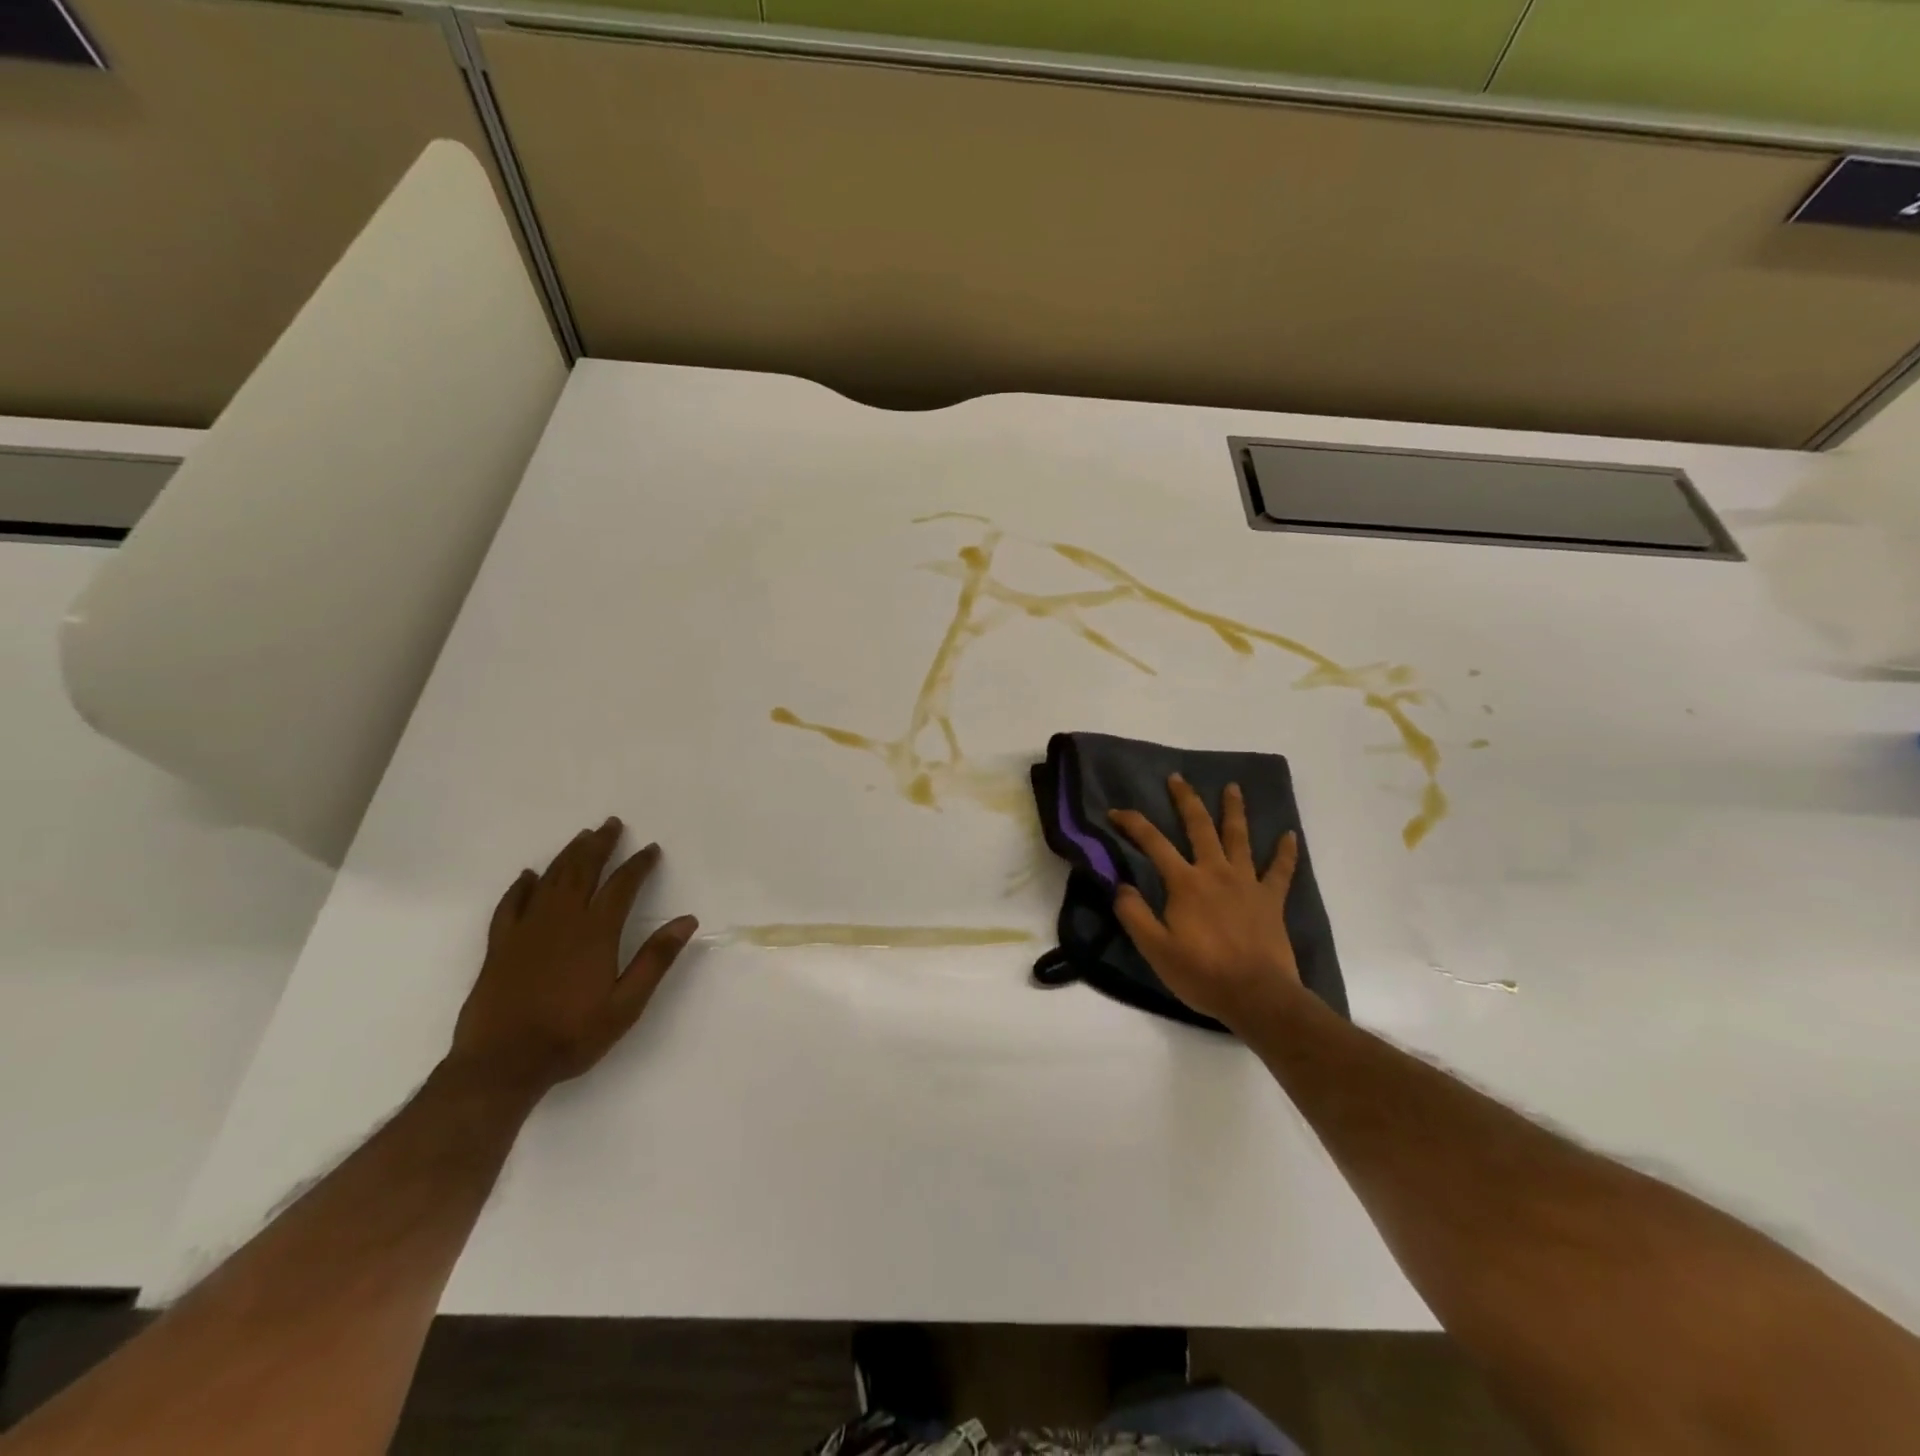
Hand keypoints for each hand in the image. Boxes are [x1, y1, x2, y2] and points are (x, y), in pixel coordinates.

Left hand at [448, 817, 697, 1096]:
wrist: (502, 1064)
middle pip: (583, 871)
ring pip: (550, 880)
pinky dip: (521, 886)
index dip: (638, 865)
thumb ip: (655, 959)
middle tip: (611, 824)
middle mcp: (561, 921)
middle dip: (600, 845)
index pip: (622, 886)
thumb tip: (686, 920)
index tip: (650, 849)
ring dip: (568, 855)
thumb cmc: (572, 1035)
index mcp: (596, 932)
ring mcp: (527, 930)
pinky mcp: (500, 945)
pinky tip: (528, 876)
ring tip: (582, 836)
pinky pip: (510, 905)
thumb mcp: (626, 1005)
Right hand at [1108, 776, 1305, 1030]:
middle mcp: (1215, 872)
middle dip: (1186, 800)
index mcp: (1185, 883)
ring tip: (1233, 787)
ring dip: (1234, 810)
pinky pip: (1281, 871)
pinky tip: (1290, 835)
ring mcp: (1247, 883)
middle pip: (1199, 827)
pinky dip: (1286, 852)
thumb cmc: (1201, 974)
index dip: (1132, 823)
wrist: (1257, 996)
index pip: (1153, 843)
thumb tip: (1121, 885)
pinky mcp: (1271, 900)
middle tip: (1178, 778)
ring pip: (1239, 838)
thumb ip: (1134, 914)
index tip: (1115, 812)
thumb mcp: (1155, 949)